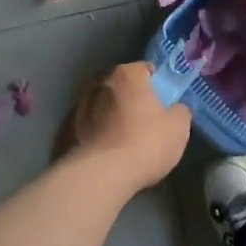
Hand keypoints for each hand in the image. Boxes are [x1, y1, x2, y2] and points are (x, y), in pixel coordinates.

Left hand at [68, 62, 190, 192]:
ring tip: (125, 140)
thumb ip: (179, 110)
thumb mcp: (179, 126)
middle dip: (132, 100)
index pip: (145, 69)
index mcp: (127, 75)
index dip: (157, 84)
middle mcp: (99, 84)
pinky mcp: (66, 133)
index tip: (164, 101)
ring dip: (112, 117)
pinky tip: (108, 153)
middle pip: (122, 88)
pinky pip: (90, 128)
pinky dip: (98, 135)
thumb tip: (174, 109)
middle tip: (147, 120)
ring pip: (103, 108)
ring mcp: (79, 108)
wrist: (101, 176)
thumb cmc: (146, 142)